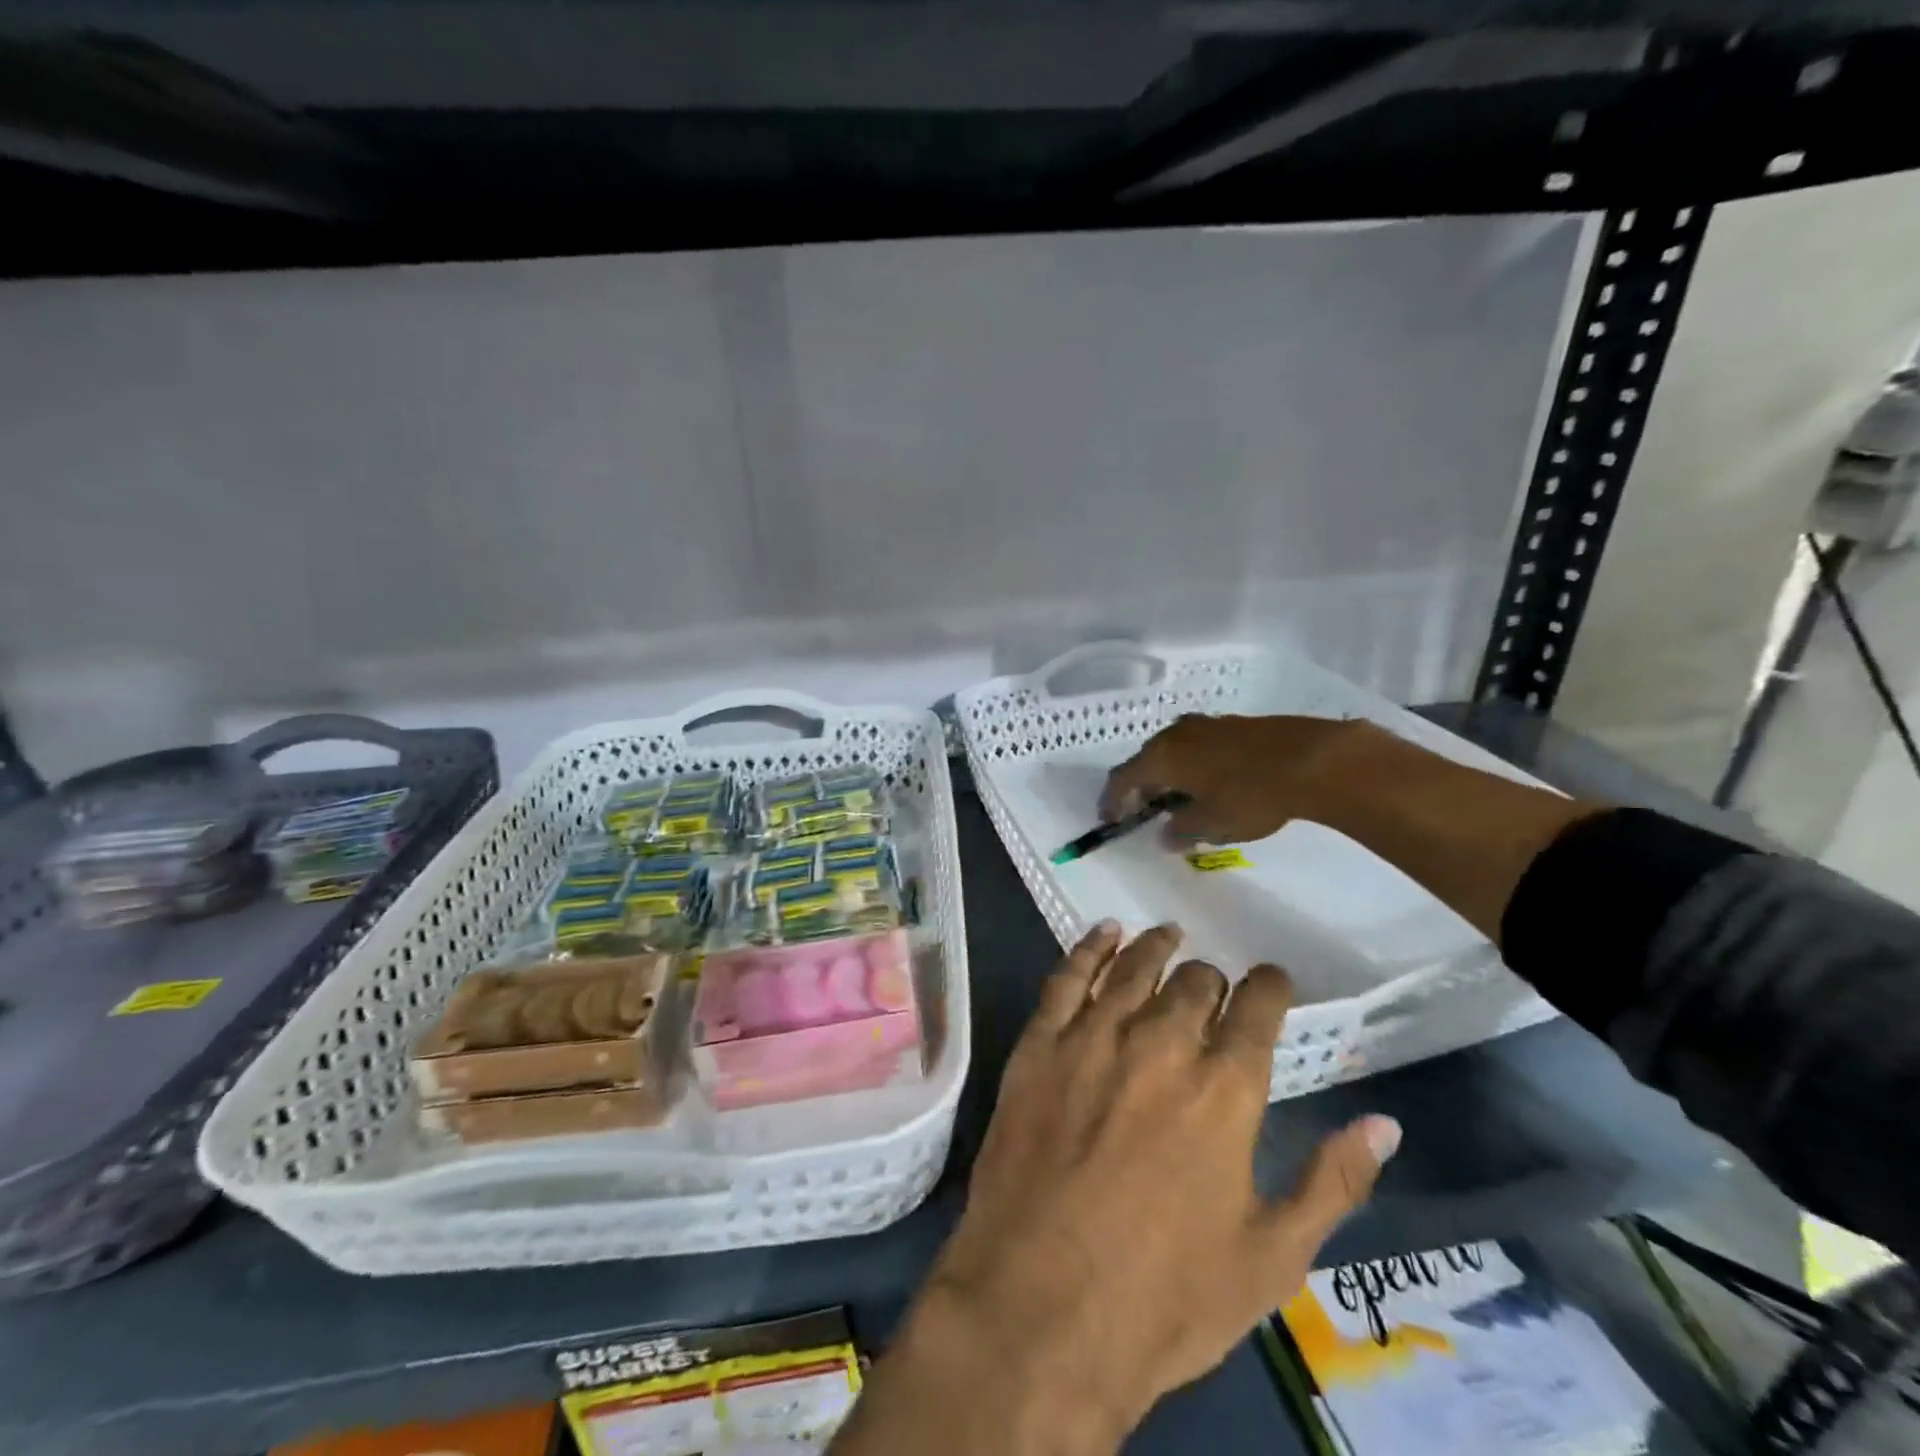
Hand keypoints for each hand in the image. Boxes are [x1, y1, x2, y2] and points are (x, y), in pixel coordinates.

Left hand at [837, 923, 1400, 1454]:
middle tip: (1211, 992)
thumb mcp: (1270, 1257)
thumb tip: (1384, 1123)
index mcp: (1226, 1090)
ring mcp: (1093, 1038)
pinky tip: (1104, 933)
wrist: (1039, 1309)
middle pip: (1195, 981)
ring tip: (1167, 936)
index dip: (1269, 987)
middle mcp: (1162, 1044)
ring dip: (1157, 947)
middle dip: (1212, 981)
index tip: (1270, 985)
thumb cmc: (1164, 1297)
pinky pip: (1068, 977)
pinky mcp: (1039, 1044)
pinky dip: (1091, 947)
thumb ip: (1332, 1182)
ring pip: (1135, 967)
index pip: (1258, 1006)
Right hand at [1099, 713, 1373, 845]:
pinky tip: (1214, 784)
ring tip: (1184, 800)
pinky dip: (1195, 766)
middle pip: (1146, 760)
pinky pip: (1200, 746)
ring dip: (1171, 775)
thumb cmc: (1249, 795)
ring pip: (1174, 751)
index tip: (1111, 820)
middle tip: (1149, 812)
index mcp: (1161, 756)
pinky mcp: (1234, 724)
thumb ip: (1180, 831)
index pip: (1121, 778)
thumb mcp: (1210, 824)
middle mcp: (1176, 734)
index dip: (1112, 800)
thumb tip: (1165, 834)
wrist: (1311, 759)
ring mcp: (1206, 725)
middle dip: (1143, 787)